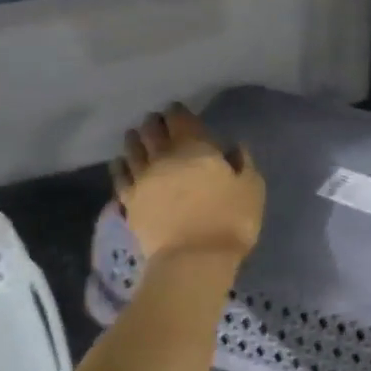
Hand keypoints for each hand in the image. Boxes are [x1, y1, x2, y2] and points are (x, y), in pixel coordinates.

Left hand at [110, 103, 264, 262]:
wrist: (194, 259)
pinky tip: (121, 162)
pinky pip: (119, 175)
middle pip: (151, 129)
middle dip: (154, 122)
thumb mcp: (251, 189)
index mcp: (195, 147)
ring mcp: (142, 177)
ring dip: (135, 139)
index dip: (178, 111)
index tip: (179, 110)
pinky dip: (120, 164)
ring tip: (136, 136)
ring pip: (132, 148)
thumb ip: (243, 163)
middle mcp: (163, 155)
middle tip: (157, 122)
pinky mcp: (129, 200)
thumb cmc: (230, 221)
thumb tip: (233, 147)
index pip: (180, 118)